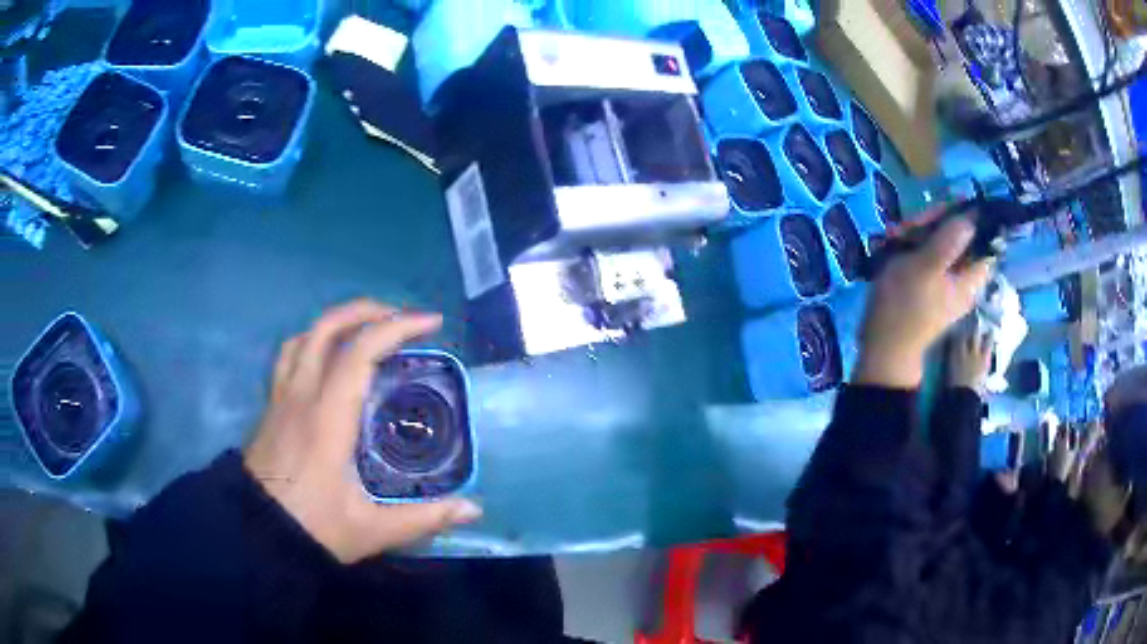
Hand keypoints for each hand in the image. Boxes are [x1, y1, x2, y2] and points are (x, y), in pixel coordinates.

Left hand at [244, 300, 481, 563]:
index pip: (360, 351)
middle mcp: (301, 396)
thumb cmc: (312, 528)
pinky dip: (312, 343)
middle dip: (368, 311)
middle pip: (327, 328)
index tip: (431, 324)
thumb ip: (424, 518)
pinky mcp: (271, 409)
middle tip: (401, 318)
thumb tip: (473, 509)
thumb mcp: (372, 530)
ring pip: (303, 337)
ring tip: (364, 331)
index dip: (397, 328)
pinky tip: (326, 361)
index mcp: (327, 418)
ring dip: (336, 323)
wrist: (254, 534)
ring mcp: (281, 399)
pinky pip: (289, 357)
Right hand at [855, 216, 992, 388]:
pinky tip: (891, 245)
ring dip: (915, 233)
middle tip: (908, 226)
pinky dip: (909, 246)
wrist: (882, 344)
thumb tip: (972, 217)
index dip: (969, 220)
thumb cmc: (906, 305)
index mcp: (969, 278)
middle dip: (932, 224)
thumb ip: (950, 240)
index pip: (982, 241)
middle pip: (956, 237)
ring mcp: (942, 280)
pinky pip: (924, 254)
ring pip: (937, 242)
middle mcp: (960, 277)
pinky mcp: (926, 282)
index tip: (947, 208)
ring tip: (893, 236)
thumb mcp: (926, 267)